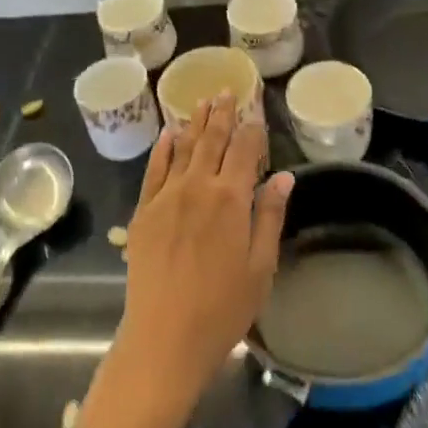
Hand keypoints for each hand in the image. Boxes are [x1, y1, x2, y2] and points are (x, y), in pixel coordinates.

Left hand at [108, 95, 293, 419]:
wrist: (165, 337)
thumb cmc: (223, 308)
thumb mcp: (261, 266)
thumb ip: (270, 216)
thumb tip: (283, 175)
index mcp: (231, 198)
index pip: (245, 149)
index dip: (252, 126)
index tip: (256, 108)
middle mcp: (198, 186)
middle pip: (212, 139)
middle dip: (221, 112)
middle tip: (226, 90)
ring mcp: (166, 196)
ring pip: (183, 147)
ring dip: (194, 122)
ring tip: (201, 101)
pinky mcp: (143, 210)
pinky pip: (154, 169)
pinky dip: (162, 147)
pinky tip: (168, 133)